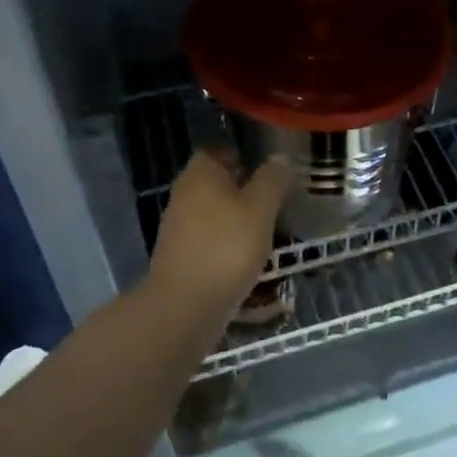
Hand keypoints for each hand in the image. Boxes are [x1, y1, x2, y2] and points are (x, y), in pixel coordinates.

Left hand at [148, 151, 290, 308]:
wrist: (185, 305)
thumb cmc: (227, 246)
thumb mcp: (260, 208)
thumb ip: (271, 180)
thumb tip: (279, 158)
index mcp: (200, 174)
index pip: (217, 151)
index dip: (240, 156)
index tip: (266, 171)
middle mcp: (183, 194)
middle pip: (215, 183)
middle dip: (242, 189)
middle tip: (273, 201)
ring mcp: (178, 227)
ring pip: (212, 212)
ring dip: (236, 218)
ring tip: (266, 231)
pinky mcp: (180, 257)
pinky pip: (208, 239)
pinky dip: (226, 243)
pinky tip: (247, 258)